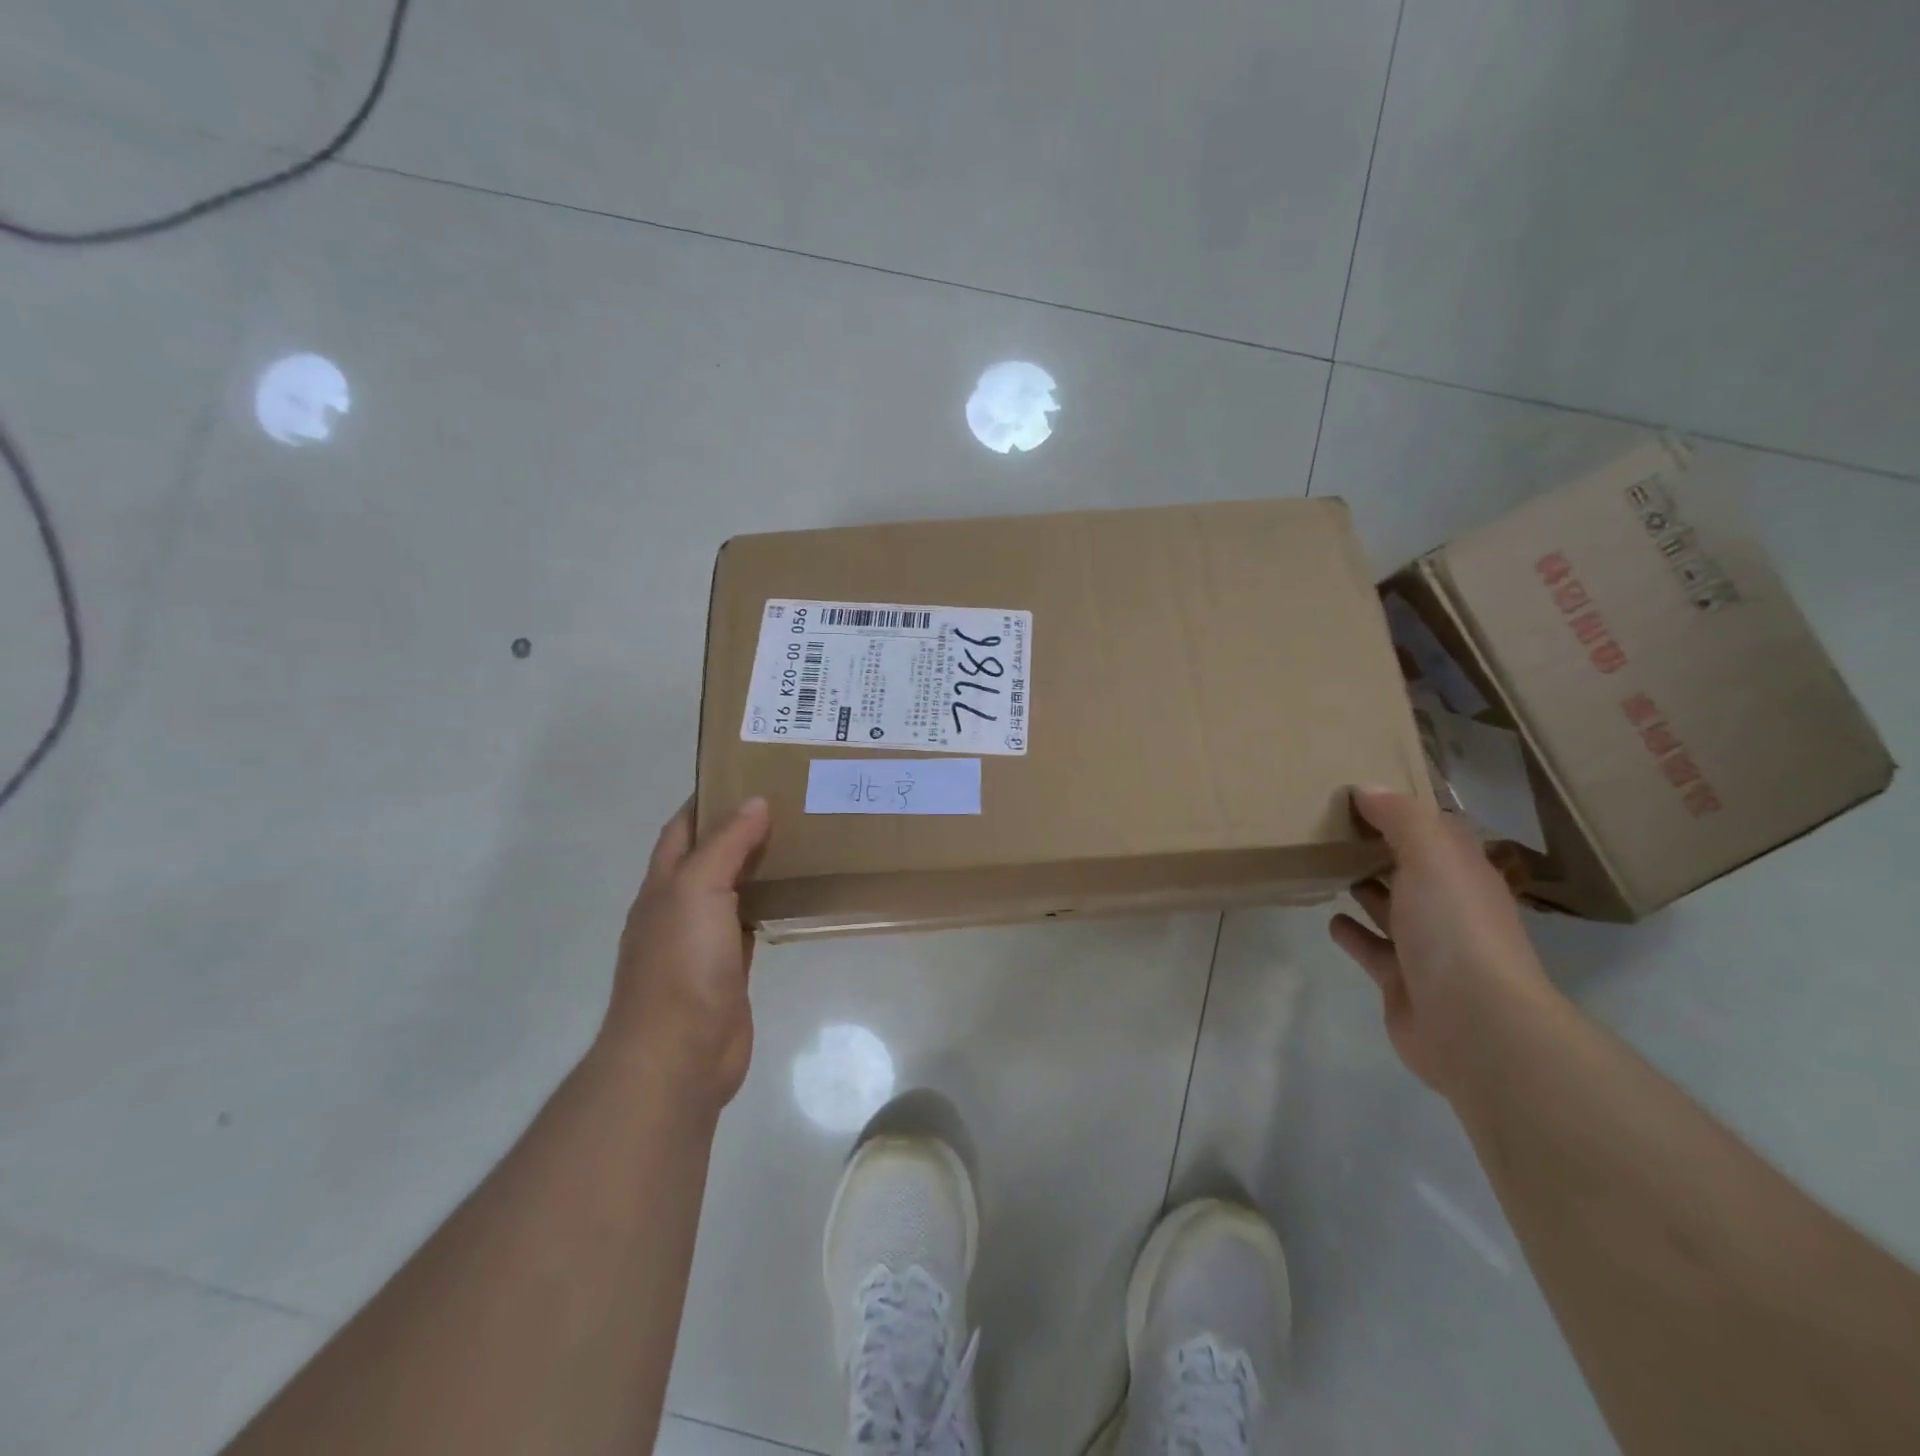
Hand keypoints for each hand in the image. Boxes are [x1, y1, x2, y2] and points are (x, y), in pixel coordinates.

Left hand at [601, 796, 771, 1109]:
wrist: (678, 1054)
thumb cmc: (681, 964)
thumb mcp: (697, 890)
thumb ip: (725, 845)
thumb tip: (755, 802)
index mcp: (664, 884)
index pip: (682, 828)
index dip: (707, 798)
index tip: (747, 773)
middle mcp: (679, 907)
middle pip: (709, 855)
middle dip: (739, 827)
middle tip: (788, 802)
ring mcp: (703, 940)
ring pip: (733, 888)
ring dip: (757, 865)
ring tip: (800, 838)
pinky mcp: (730, 967)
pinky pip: (751, 923)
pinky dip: (769, 904)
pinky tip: (796, 893)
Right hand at [1330, 787, 1559, 1099]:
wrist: (1472, 1024)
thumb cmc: (1454, 928)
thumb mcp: (1431, 856)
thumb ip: (1400, 817)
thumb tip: (1367, 788)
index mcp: (1463, 874)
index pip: (1436, 832)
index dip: (1404, 811)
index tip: (1361, 792)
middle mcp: (1448, 907)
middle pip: (1410, 869)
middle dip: (1379, 849)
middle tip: (1331, 827)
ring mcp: (1425, 947)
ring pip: (1389, 908)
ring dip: (1365, 889)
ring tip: (1325, 866)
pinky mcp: (1399, 980)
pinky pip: (1370, 948)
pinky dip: (1351, 932)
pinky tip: (1330, 919)